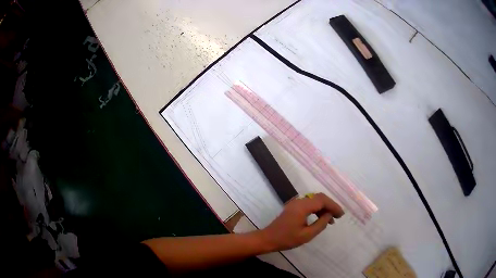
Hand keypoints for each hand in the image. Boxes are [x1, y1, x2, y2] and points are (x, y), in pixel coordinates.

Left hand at [259, 193, 343, 251]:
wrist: (268, 239)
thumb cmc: (287, 239)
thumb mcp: (307, 235)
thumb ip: (320, 224)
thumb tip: (329, 215)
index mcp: (302, 206)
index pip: (322, 201)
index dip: (334, 206)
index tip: (341, 215)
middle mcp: (299, 201)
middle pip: (319, 198)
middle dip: (330, 205)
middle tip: (338, 216)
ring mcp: (295, 203)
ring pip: (314, 200)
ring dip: (324, 207)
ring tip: (331, 219)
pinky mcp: (293, 207)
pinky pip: (309, 204)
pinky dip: (317, 209)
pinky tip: (321, 218)